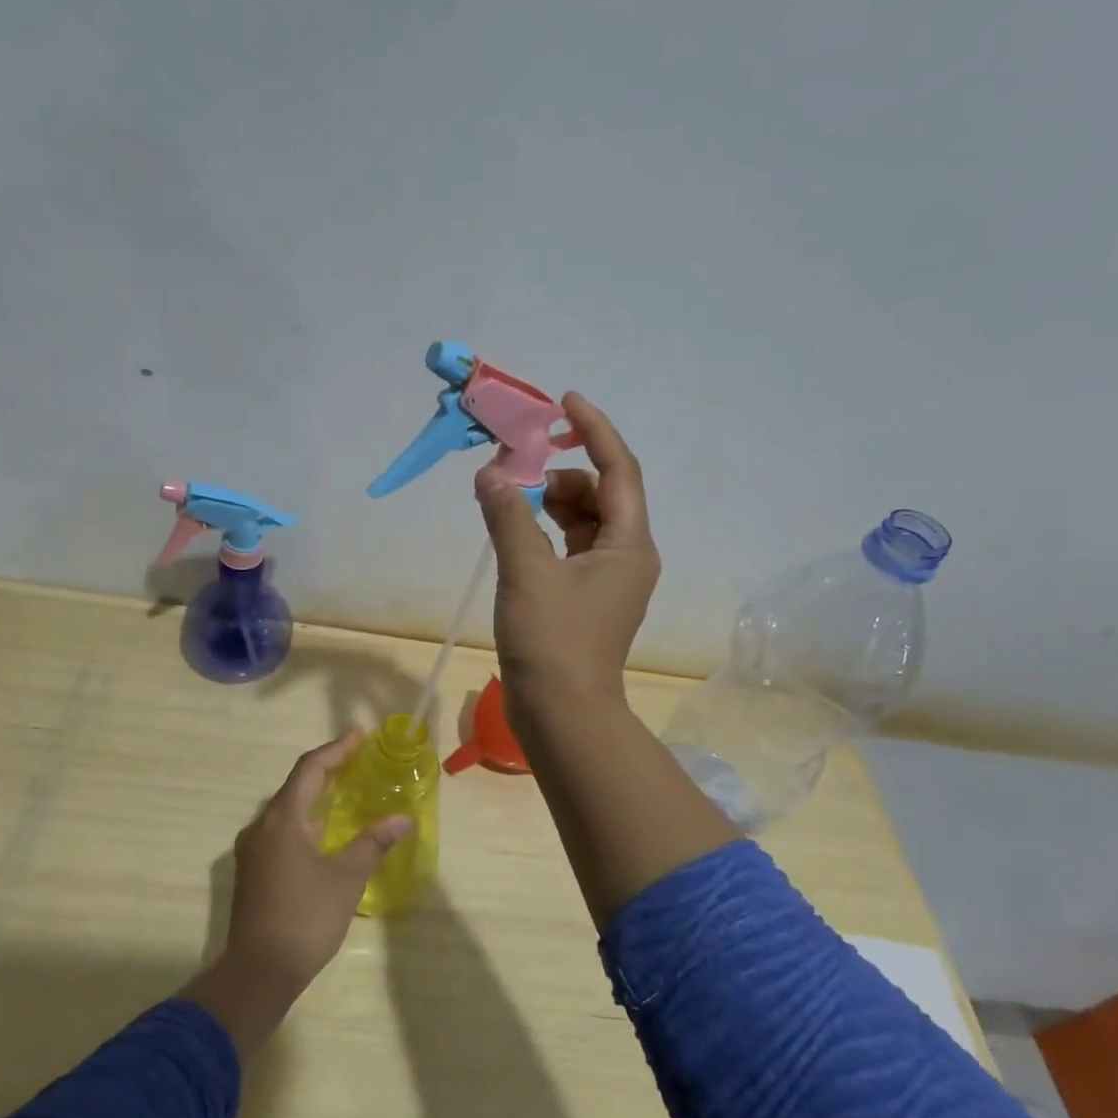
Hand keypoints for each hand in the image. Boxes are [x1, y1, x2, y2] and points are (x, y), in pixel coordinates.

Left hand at [224, 729, 412, 991]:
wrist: (258, 973)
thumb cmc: (305, 918)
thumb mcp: (347, 878)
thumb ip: (373, 843)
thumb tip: (404, 819)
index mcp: (282, 820)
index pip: (310, 769)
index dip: (336, 749)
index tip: (359, 734)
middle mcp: (261, 826)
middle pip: (296, 785)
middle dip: (327, 769)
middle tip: (358, 759)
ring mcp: (253, 850)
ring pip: (287, 809)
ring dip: (316, 796)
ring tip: (346, 790)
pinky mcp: (253, 870)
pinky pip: (281, 830)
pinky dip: (305, 820)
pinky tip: (325, 831)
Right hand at [474, 392, 659, 716]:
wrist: (563, 715)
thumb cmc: (552, 641)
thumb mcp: (526, 571)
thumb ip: (508, 516)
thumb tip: (490, 473)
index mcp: (628, 544)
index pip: (618, 469)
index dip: (594, 429)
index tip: (565, 401)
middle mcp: (627, 556)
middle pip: (601, 493)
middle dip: (563, 472)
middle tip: (518, 466)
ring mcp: (607, 579)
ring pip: (584, 521)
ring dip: (551, 502)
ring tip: (511, 499)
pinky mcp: (586, 598)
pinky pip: (571, 546)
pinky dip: (546, 530)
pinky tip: (516, 531)